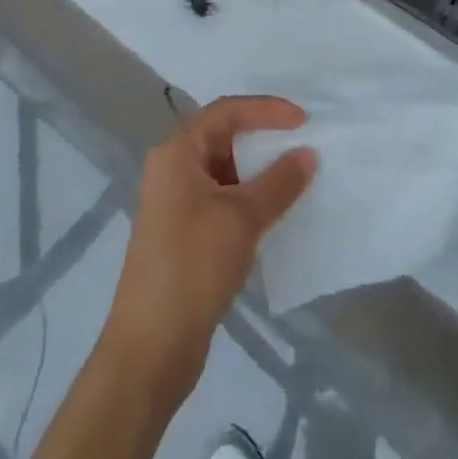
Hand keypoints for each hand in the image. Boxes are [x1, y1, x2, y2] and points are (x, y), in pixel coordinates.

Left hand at [104, 96, 316, 394]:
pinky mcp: (184, 234)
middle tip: (303, 144)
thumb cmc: (193, 267)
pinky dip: (249, 199)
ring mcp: (175, 203)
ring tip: (297, 177)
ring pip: (224, 171)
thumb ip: (279, 182)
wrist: (150, 349)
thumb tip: (307, 153)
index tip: (303, 121)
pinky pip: (222, 199)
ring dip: (258, 172)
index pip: (226, 112)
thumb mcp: (242, 218)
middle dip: (263, 138)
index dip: (266, 109)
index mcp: (177, 153)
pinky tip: (275, 213)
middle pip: (223, 137)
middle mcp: (172, 169)